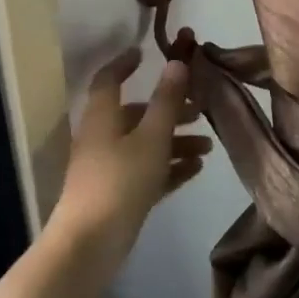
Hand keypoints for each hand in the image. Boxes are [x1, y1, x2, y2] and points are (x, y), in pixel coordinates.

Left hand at [46, 48, 210, 289]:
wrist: (90, 245)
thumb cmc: (120, 182)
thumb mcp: (151, 138)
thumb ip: (166, 101)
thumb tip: (176, 63)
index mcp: (102, 117)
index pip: (109, 79)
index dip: (125, 64)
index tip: (146, 52)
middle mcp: (102, 137)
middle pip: (135, 114)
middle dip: (168, 109)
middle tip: (200, 109)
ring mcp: (108, 168)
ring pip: (144, 144)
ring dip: (175, 141)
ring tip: (208, 146)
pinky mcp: (117, 194)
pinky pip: (146, 171)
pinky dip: (169, 166)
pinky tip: (196, 170)